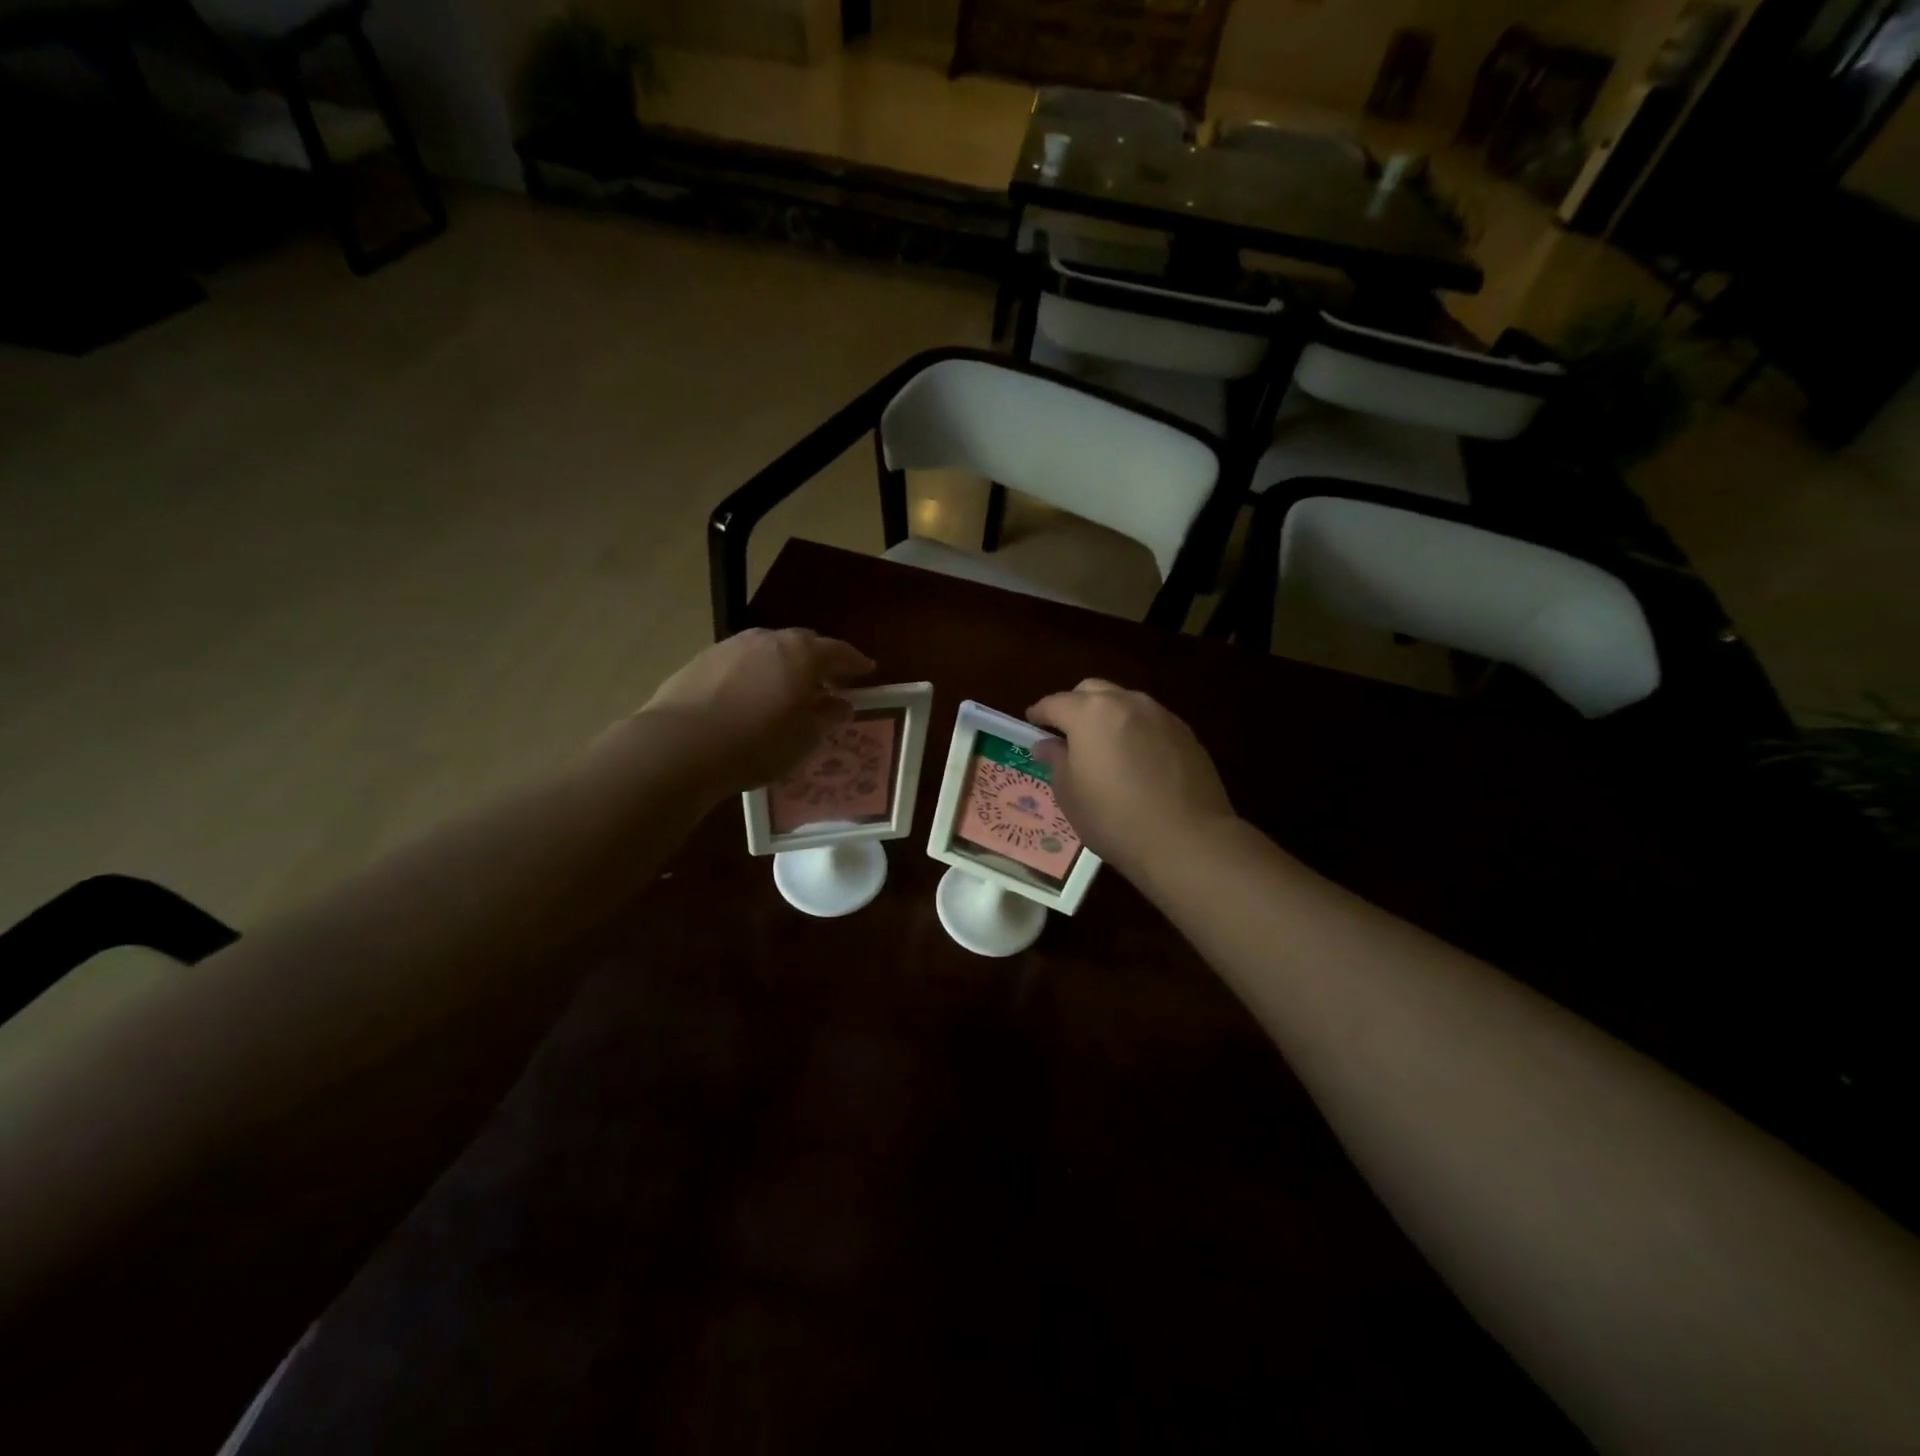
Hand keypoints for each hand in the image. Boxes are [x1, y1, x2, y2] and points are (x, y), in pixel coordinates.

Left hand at [636, 629, 874, 794]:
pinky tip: (748, 699)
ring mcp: (730, 646)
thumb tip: (841, 705)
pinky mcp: (701, 661)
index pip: (838, 651)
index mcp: (800, 654)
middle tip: (827, 685)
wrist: (679, 746)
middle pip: (802, 644)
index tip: (867, 671)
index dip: (855, 662)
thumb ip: (827, 717)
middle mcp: (767, 639)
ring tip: (786, 694)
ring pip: (768, 651)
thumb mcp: (804, 738)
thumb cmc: (756, 743)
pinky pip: (740, 663)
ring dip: (782, 667)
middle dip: (818, 662)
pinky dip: (753, 675)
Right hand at [1028, 680, 1235, 881]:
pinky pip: (1151, 722)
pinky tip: (1136, 761)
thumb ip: (1056, 760)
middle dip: (1075, 706)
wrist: (1186, 840)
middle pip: (1092, 691)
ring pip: (1125, 702)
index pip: (1055, 703)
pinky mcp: (1186, 734)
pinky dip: (1136, 731)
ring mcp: (1161, 715)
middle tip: (1067, 733)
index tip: (1032, 724)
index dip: (1040, 713)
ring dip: (1108, 716)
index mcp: (1090, 713)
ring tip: (1104, 747)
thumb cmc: (1114, 818)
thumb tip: (1048, 744)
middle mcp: (1126, 703)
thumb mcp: (1070, 794)